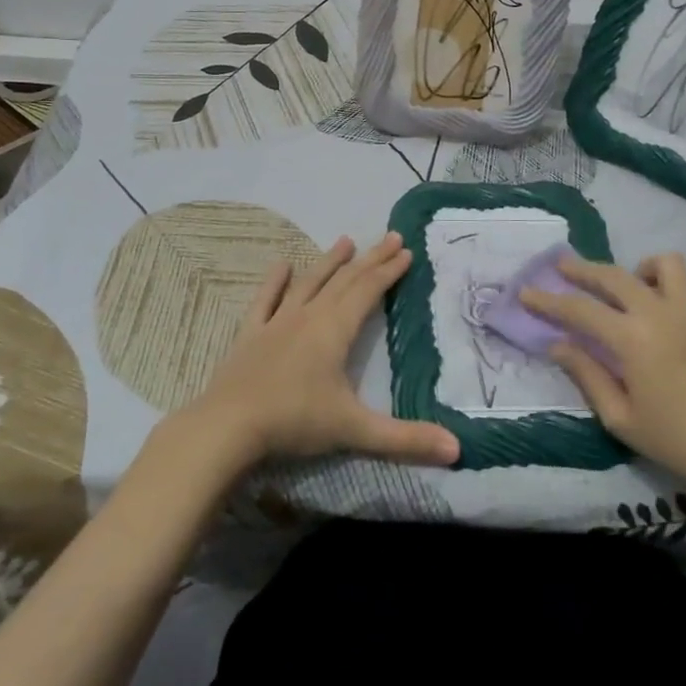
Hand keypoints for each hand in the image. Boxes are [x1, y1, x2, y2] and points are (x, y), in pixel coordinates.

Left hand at [185, 232, 459, 469]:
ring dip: (329, 262)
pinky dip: (274, 282)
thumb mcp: (354, 430)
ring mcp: (277, 322)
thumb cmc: (294, 421)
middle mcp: (308, 317)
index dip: (388, 271)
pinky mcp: (250, 334)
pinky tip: (281, 264)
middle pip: (345, 281)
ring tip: (345, 240)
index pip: (368, 292)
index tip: (406, 251)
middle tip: (390, 236)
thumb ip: (405, 438)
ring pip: (309, 283)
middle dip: (370, 259)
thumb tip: (457, 449)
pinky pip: (265, 300)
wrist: (228, 425)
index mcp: (334, 331)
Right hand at [519, 253, 685, 511]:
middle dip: (581, 269)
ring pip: (660, 263)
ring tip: (626, 288)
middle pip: (612, 275)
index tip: (526, 292)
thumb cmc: (679, 441)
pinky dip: (666, 281)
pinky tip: (660, 305)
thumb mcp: (621, 418)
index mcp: (632, 339)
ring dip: (635, 269)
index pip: (579, 309)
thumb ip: (587, 374)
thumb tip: (557, 344)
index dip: (548, 300)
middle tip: (561, 268)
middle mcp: (660, 311)